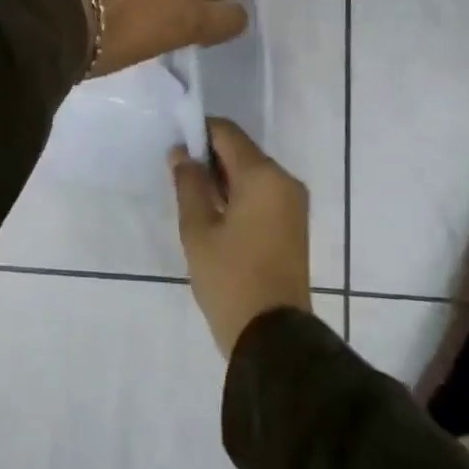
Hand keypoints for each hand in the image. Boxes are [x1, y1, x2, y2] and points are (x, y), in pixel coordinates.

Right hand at [172, 118, 311, 358]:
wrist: (272, 337)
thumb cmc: (230, 278)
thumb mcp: (198, 230)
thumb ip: (188, 184)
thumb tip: (180, 153)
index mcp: (262, 175)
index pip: (227, 133)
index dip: (198, 132)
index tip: (174, 147)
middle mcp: (284, 180)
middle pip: (242, 152)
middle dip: (210, 157)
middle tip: (178, 177)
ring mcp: (293, 203)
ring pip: (252, 173)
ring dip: (224, 178)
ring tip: (193, 198)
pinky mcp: (294, 223)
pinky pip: (263, 193)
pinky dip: (240, 195)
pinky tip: (216, 215)